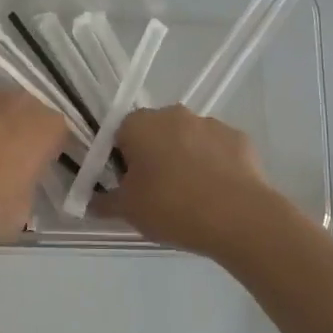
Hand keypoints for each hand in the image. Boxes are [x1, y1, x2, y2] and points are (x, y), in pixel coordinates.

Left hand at [0, 86, 67, 244]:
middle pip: (28, 112)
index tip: (35, 167)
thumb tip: (20, 180)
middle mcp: (23, 100)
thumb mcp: (26, 206)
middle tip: (5, 159)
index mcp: (49, 126)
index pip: (58, 133)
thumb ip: (31, 183)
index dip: (47, 150)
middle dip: (20, 130)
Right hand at [91, 106, 276, 255]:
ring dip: (185, 158)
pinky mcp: (240, 138)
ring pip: (188, 139)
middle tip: (156, 192)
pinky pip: (218, 150)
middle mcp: (174, 114)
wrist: (237, 217)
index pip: (119, 134)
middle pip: (155, 132)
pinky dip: (215, 165)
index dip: (120, 160)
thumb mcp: (127, 211)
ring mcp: (210, 123)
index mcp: (140, 124)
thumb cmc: (170, 207)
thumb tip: (92, 202)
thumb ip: (104, 202)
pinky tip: (217, 194)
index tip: (127, 185)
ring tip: (191, 196)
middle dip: (153, 156)